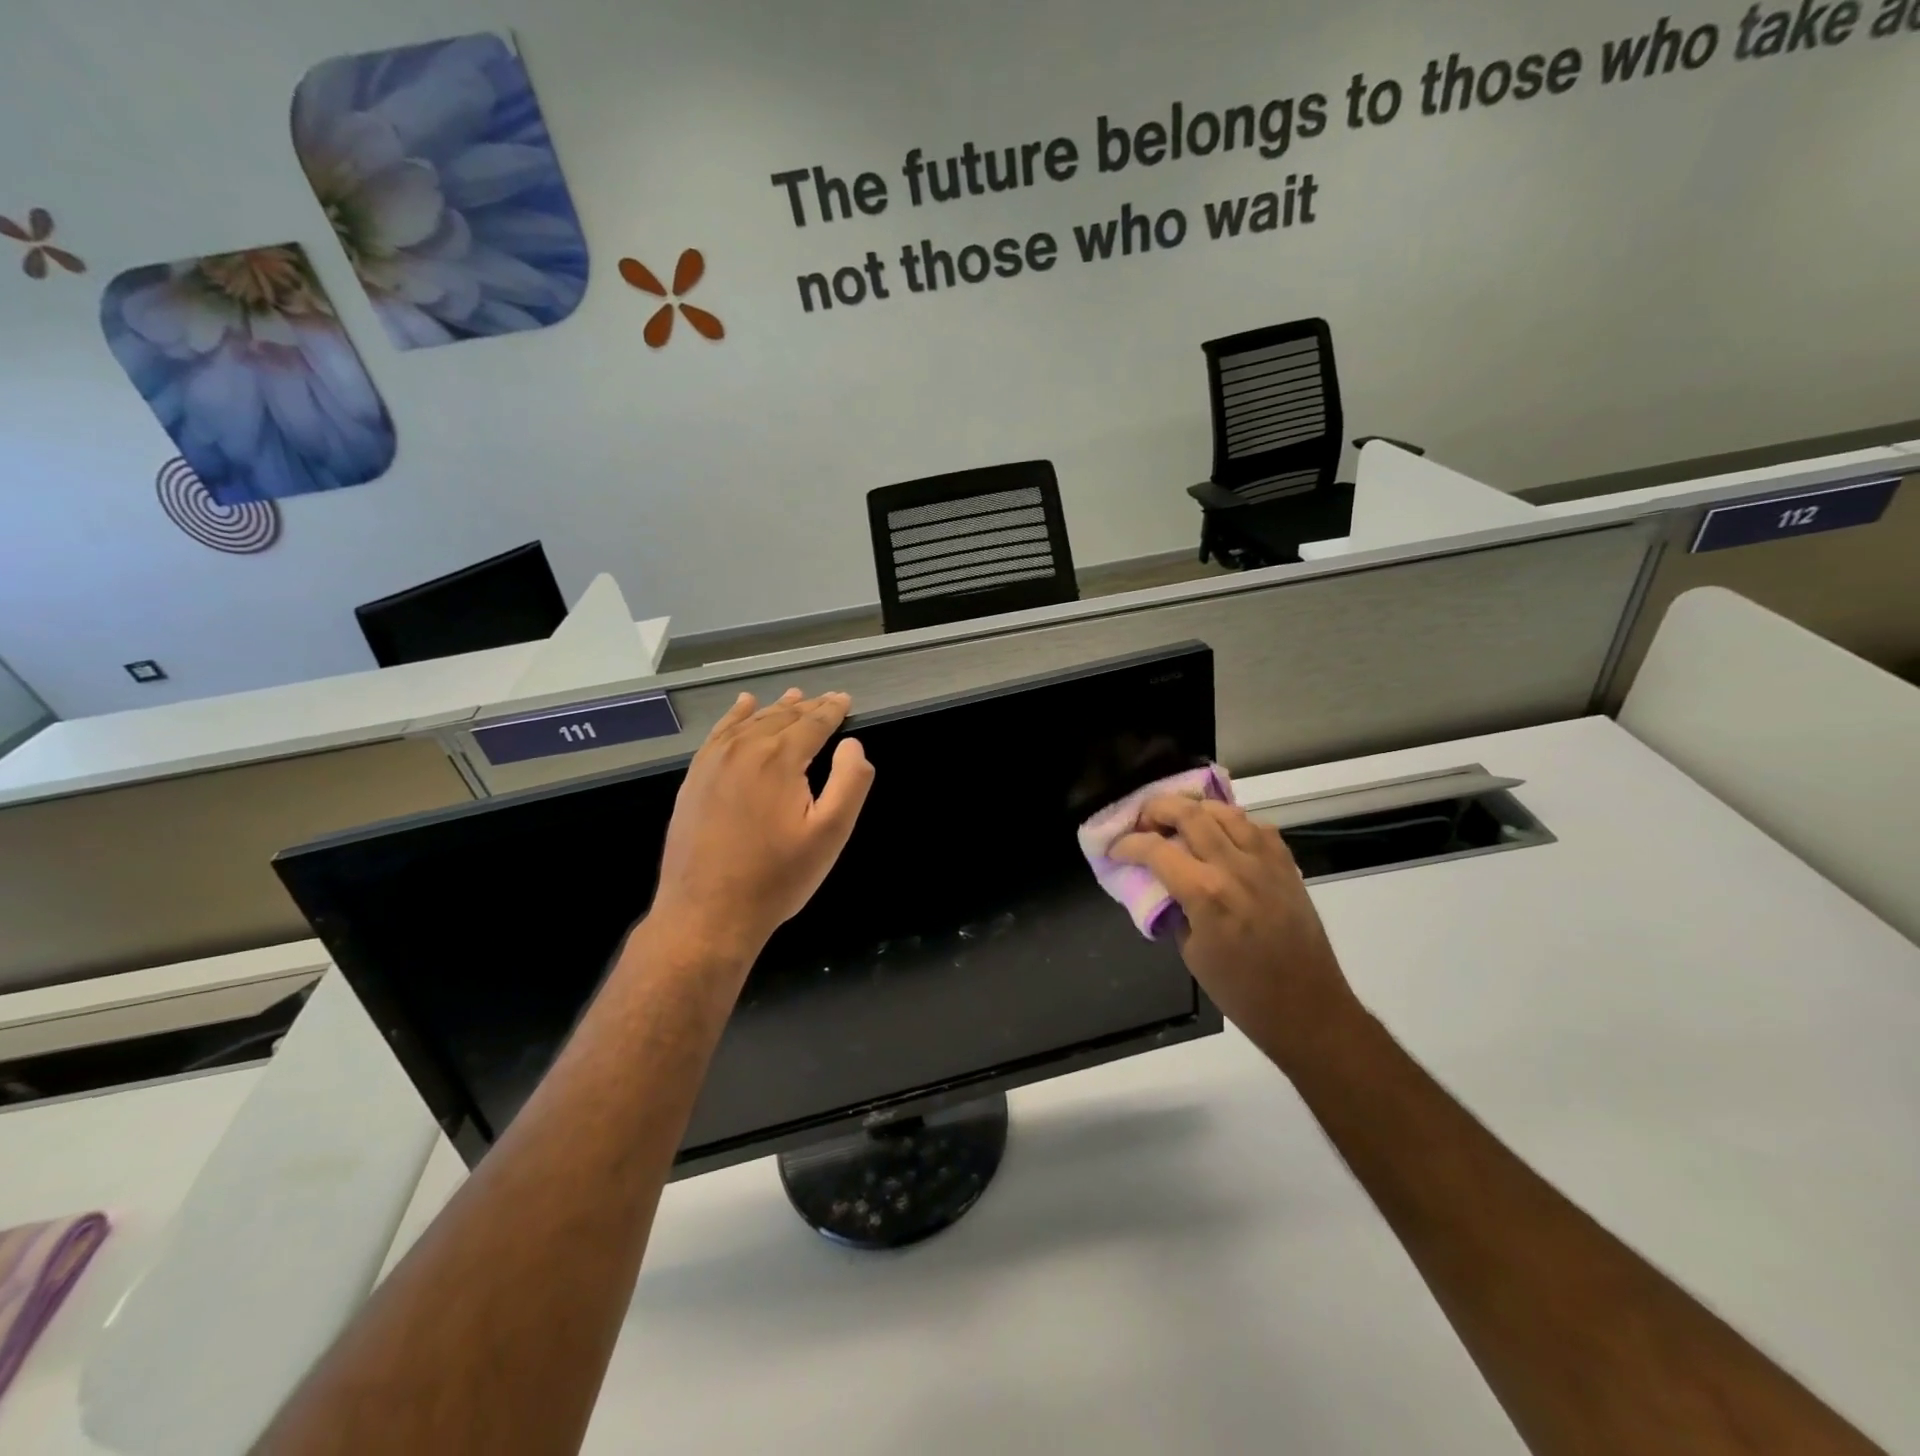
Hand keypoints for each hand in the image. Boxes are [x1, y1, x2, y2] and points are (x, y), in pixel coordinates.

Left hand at [648, 689, 873, 967]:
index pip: (813, 723)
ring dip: (775, 708)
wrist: (707, 912)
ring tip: (793, 697)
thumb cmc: (777, 877)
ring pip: (751, 722)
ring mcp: (713, 762)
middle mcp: (744, 749)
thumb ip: (849, 782)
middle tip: (827, 699)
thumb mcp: (830, 834)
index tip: (845, 699)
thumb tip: (852, 745)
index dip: (832, 710)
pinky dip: (735, 717)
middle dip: (808, 707)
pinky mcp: (695, 779)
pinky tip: (743, 708)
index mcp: (780, 758)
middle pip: (782, 717)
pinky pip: (719, 734)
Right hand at [1112, 796, 1361, 1071]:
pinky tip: (1221, 837)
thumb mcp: (1190, 952)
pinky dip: (1231, 823)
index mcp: (1206, 893)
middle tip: (1143, 823)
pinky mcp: (1286, 864)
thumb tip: (1160, 885)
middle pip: (1189, 813)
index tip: (1115, 849)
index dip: (1127, 844)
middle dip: (1157, 809)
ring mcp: (1265, 861)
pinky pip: (1255, 825)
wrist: (1307, 1007)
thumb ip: (1173, 908)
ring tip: (1179, 824)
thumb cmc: (1241, 991)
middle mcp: (1235, 866)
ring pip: (1223, 810)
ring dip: (1194, 810)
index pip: (1155, 849)